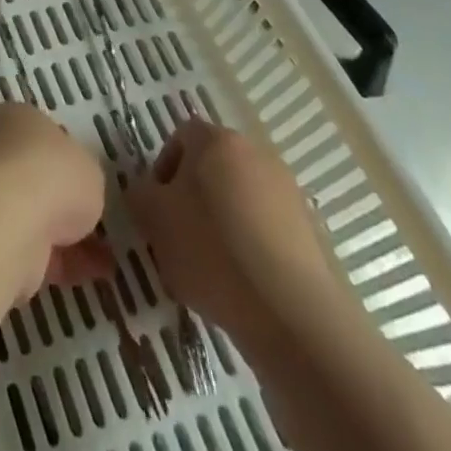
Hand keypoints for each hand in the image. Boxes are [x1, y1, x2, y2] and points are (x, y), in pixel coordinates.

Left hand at [0, 103, 111, 298]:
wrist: (6, 218)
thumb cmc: (50, 172)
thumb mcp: (89, 166)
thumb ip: (84, 177)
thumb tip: (78, 191)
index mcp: (15, 118)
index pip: (41, 136)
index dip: (67, 161)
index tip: (89, 184)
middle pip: (34, 177)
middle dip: (64, 203)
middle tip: (97, 225)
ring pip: (32, 216)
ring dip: (65, 237)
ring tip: (106, 258)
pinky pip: (31, 250)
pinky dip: (60, 264)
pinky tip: (91, 274)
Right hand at [128, 119, 352, 347]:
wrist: (292, 313)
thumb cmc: (211, 250)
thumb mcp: (153, 218)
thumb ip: (140, 193)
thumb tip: (148, 191)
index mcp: (216, 139)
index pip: (180, 137)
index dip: (163, 169)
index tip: (158, 209)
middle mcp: (255, 152)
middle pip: (212, 166)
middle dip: (194, 196)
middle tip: (180, 236)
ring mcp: (288, 191)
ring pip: (240, 198)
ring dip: (223, 222)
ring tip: (212, 267)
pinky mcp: (310, 230)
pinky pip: (266, 228)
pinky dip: (251, 246)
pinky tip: (243, 282)